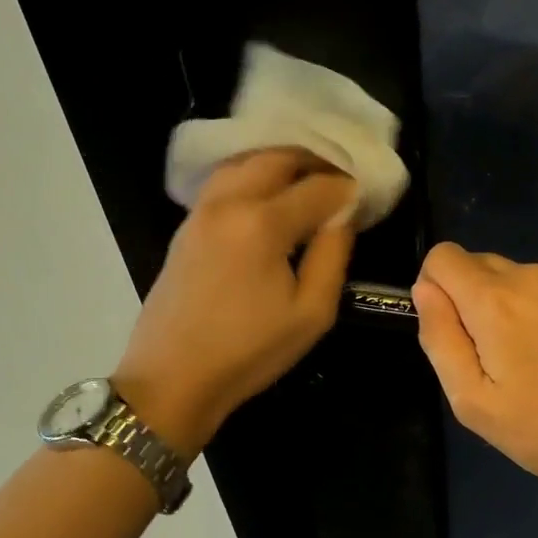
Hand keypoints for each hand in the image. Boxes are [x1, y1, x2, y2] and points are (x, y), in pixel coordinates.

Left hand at [115, 149, 354, 453]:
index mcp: (262, 223)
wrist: (172, 379)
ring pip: (245, 162)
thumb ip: (333, 254)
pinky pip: (224, 180)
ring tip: (307, 181)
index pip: (318, 186)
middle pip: (277, 158)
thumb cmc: (249, 351)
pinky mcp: (186, 225)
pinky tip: (268, 196)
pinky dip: (252, 175)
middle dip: (314, 161)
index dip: (347, 188)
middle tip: (340, 179)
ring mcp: (201, 210)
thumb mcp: (312, 313)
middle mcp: (229, 202)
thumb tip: (342, 216)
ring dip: (280, 163)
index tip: (366, 196)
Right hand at [413, 242, 537, 503]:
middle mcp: (532, 276)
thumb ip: (440, 339)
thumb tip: (425, 291)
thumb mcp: (474, 401)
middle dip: (469, 302)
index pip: (443, 257)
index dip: (433, 288)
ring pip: (515, 279)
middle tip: (493, 361)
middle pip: (478, 265)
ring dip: (507, 308)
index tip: (451, 333)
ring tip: (534, 364)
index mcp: (495, 300)